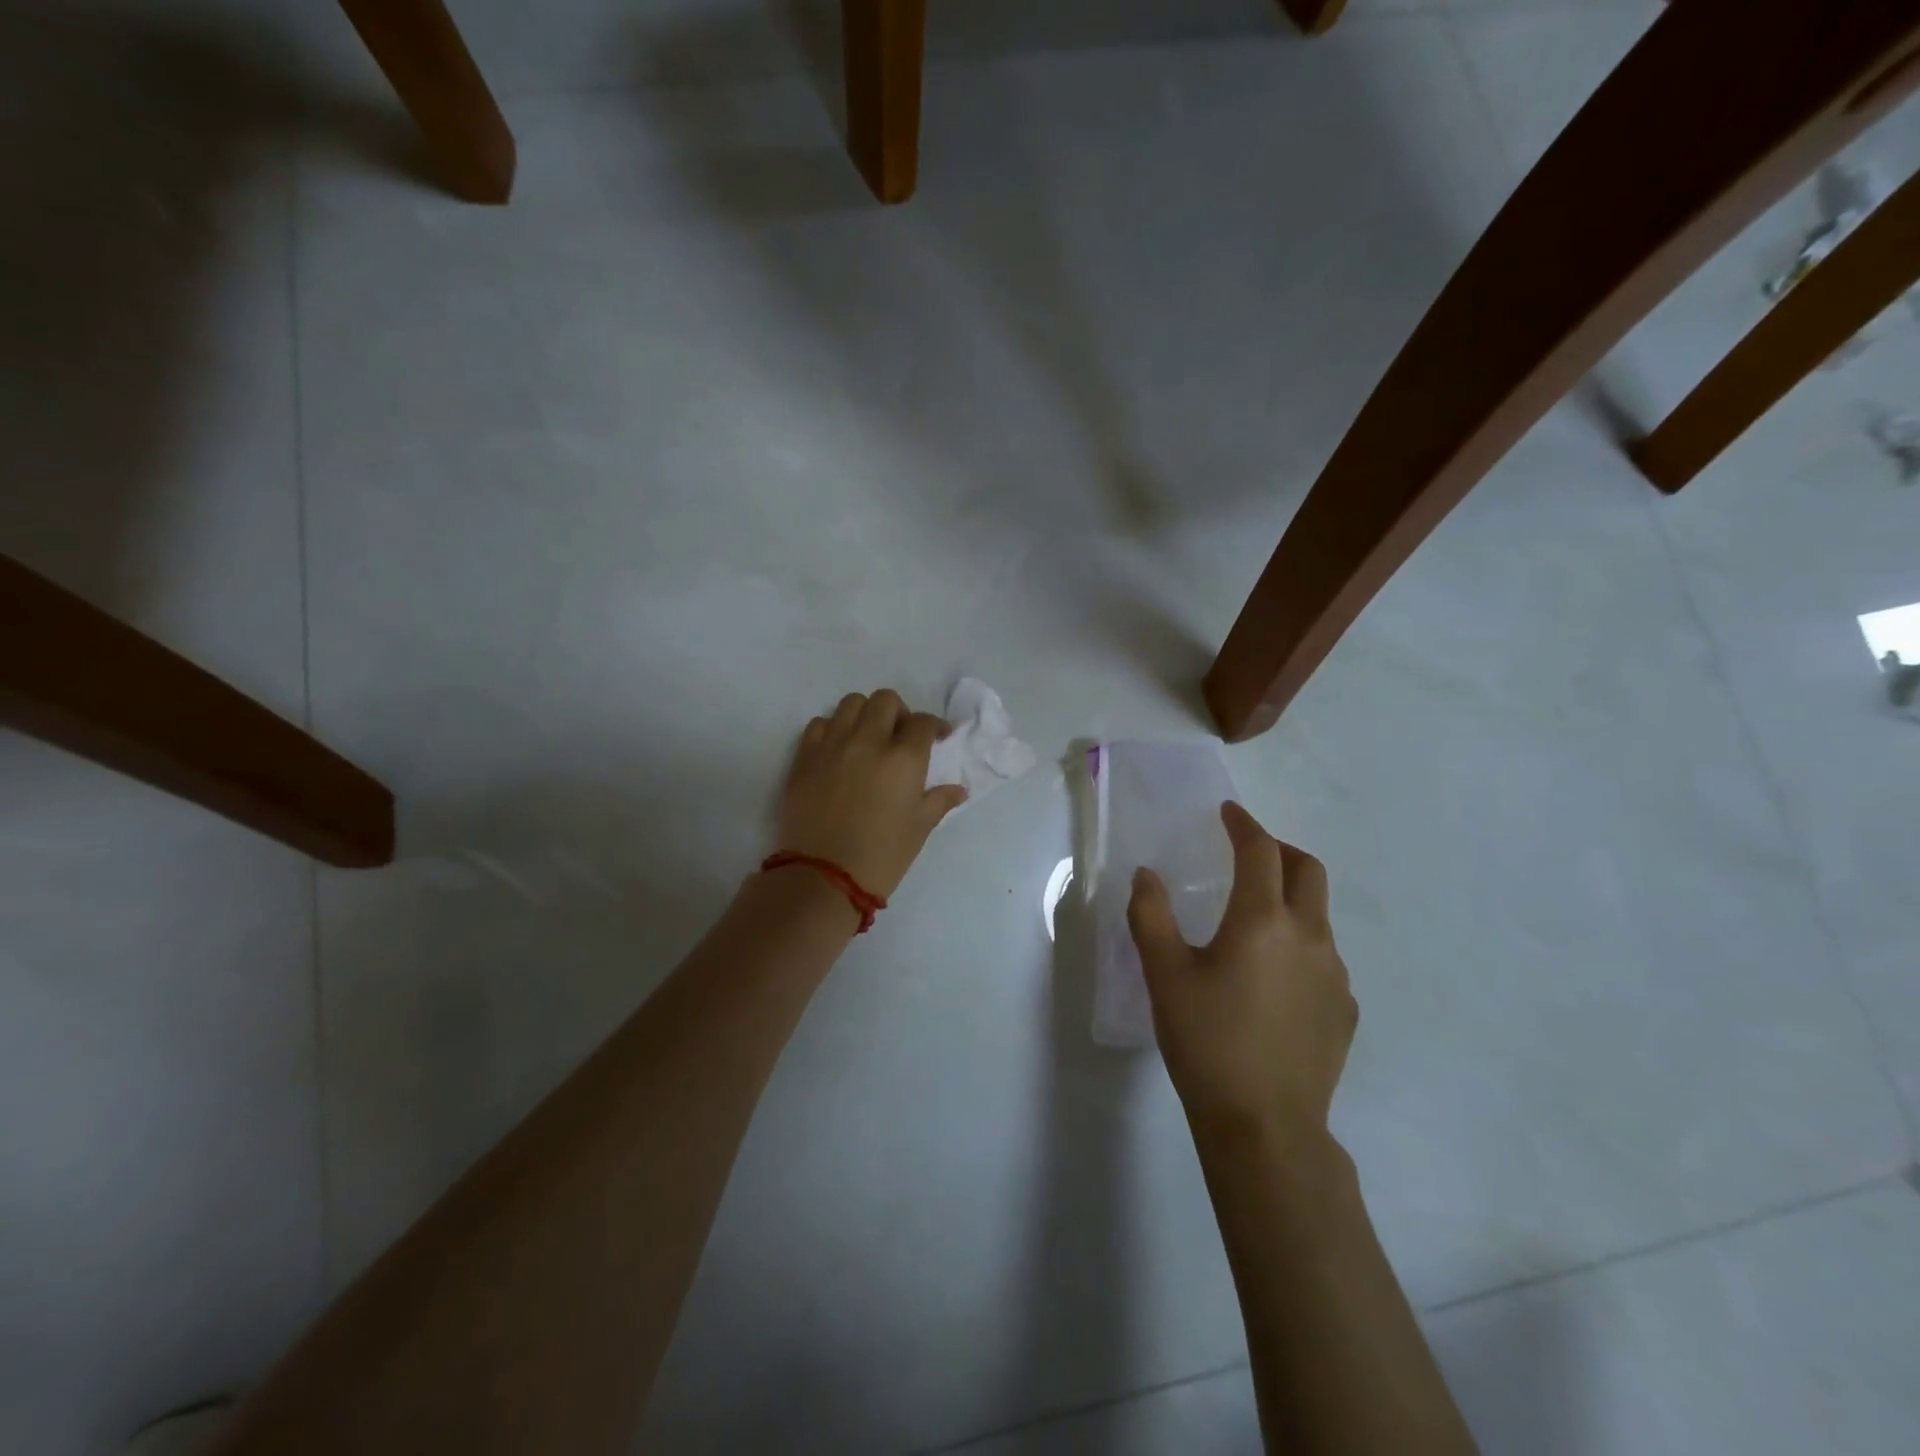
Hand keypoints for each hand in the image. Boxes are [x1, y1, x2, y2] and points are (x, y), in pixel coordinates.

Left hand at [776, 690, 967, 898]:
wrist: (823, 877)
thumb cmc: (882, 856)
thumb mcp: (919, 829)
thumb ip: (939, 801)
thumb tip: (959, 789)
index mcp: (903, 758)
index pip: (922, 722)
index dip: (933, 726)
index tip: (937, 737)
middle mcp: (868, 741)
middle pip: (885, 700)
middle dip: (898, 713)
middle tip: (899, 736)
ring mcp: (832, 745)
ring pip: (851, 703)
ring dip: (865, 715)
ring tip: (867, 738)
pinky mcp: (804, 757)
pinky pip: (820, 724)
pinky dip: (833, 729)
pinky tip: (838, 751)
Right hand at [1128, 801, 1356, 1147]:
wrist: (1265, 1127)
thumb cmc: (1207, 1042)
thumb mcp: (1164, 975)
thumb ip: (1151, 916)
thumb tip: (1146, 875)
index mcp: (1262, 921)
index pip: (1260, 851)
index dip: (1243, 825)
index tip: (1228, 813)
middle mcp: (1309, 937)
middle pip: (1307, 870)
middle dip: (1279, 850)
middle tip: (1248, 852)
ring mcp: (1335, 975)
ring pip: (1318, 915)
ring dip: (1290, 899)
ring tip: (1254, 921)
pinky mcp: (1344, 1010)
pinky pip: (1324, 957)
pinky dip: (1300, 943)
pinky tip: (1273, 977)